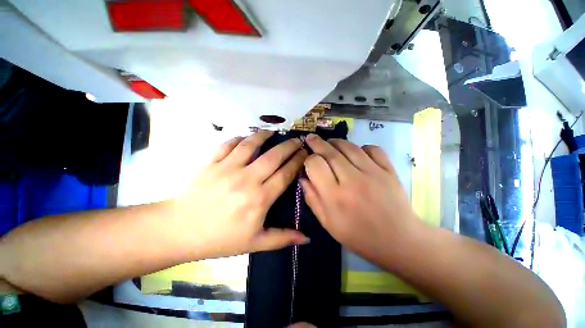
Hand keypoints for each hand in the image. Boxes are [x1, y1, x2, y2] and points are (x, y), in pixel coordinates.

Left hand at [170, 130, 308, 259]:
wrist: (180, 230)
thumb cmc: (220, 238)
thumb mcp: (255, 243)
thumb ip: (282, 238)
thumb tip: (307, 239)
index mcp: (260, 198)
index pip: (285, 174)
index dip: (298, 162)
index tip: (305, 154)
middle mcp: (247, 179)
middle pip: (274, 156)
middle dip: (289, 146)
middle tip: (297, 140)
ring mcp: (228, 168)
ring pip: (251, 145)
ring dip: (264, 135)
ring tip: (274, 131)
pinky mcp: (212, 163)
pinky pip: (228, 144)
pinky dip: (239, 138)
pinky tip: (246, 137)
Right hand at [301, 134, 420, 263]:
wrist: (398, 241)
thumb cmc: (358, 235)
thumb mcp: (327, 223)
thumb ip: (312, 198)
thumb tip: (303, 178)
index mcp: (335, 196)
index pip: (315, 165)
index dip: (309, 159)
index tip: (308, 160)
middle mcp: (352, 180)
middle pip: (331, 152)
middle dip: (318, 143)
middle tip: (311, 138)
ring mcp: (373, 173)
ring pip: (350, 147)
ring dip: (336, 142)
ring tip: (330, 142)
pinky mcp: (388, 170)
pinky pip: (373, 149)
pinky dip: (361, 147)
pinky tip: (356, 152)